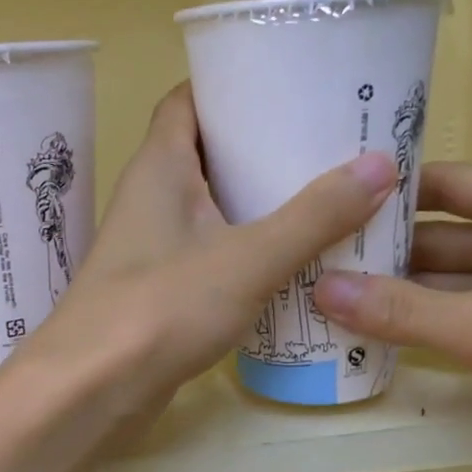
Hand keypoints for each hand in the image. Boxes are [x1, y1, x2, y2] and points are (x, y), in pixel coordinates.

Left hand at [20, 83, 395, 428]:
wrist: (90, 390)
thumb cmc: (162, 307)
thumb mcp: (249, 257)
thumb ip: (314, 215)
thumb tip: (380, 164)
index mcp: (160, 165)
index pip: (188, 99)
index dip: (230, 82)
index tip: (285, 81)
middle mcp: (150, 195)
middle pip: (205, 150)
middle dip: (258, 142)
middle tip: (323, 139)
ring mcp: (151, 243)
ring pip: (209, 203)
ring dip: (256, 197)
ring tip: (321, 192)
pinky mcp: (159, 286)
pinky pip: (209, 248)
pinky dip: (245, 244)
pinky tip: (290, 257)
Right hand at [312, 164, 471, 471]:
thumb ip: (402, 310)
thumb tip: (319, 290)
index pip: (439, 182)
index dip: (384, 190)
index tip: (324, 201)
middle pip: (433, 236)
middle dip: (377, 253)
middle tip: (307, 264)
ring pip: (443, 284)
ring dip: (394, 296)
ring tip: (323, 304)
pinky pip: (458, 321)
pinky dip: (420, 329)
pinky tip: (370, 342)